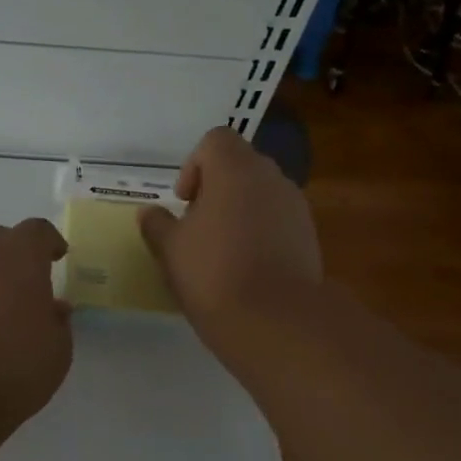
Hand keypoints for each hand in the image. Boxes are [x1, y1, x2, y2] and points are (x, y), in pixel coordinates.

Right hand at [138, 127, 320, 339]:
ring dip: (240, 210)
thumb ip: (157, 224)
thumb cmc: (213, 273)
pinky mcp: (310, 236)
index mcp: (235, 169)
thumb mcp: (170, 249)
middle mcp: (271, 178)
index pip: (216, 140)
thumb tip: (150, 212)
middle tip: (197, 225)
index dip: (194, 164)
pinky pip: (278, 220)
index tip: (184, 201)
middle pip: (240, 165)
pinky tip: (246, 266)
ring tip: (221, 249)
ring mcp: (295, 207)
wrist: (275, 321)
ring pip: (261, 193)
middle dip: (216, 188)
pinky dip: (261, 231)